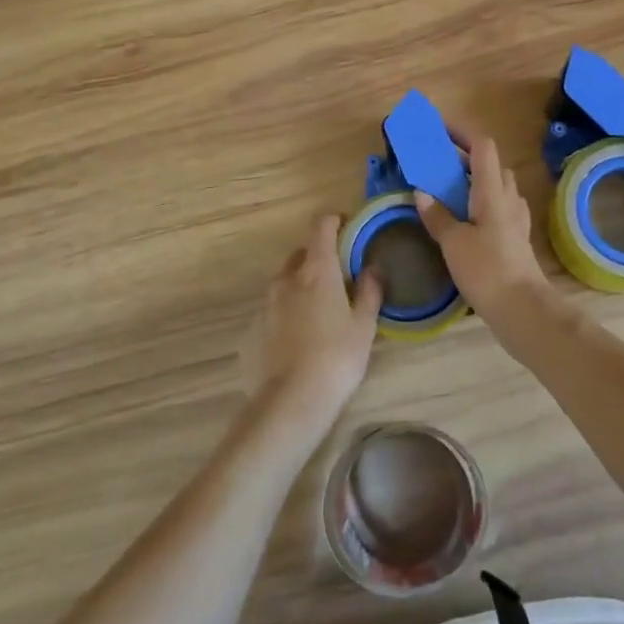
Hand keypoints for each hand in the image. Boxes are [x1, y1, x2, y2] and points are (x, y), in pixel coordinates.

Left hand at [243, 215, 381, 426]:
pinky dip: (285, 314)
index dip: (333, 221)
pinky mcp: (251, 329)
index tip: (346, 225)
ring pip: (285, 283)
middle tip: (337, 277)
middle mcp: (286, 279)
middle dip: (318, 257)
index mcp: (317, 270)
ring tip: (318, 312)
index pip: (321, 227)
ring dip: (301, 286)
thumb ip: (369, 292)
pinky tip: (297, 339)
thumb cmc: (337, 358)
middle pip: (301, 254)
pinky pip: (272, 311)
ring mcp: (265, 304)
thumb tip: (372, 268)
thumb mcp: (364, 326)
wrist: (291, 402)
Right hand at [414, 132, 552, 320]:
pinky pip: (499, 208)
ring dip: (475, 181)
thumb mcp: (454, 243)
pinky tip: (466, 221)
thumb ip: (438, 216)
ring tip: (448, 192)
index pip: (482, 147)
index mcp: (492, 191)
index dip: (462, 133)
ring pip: (497, 187)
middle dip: (466, 158)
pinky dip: (481, 204)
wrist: (523, 309)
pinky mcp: (517, 237)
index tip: (439, 129)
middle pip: (491, 165)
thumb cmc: (487, 270)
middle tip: (438, 165)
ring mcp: (516, 218)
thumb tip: (422, 193)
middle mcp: (508, 198)